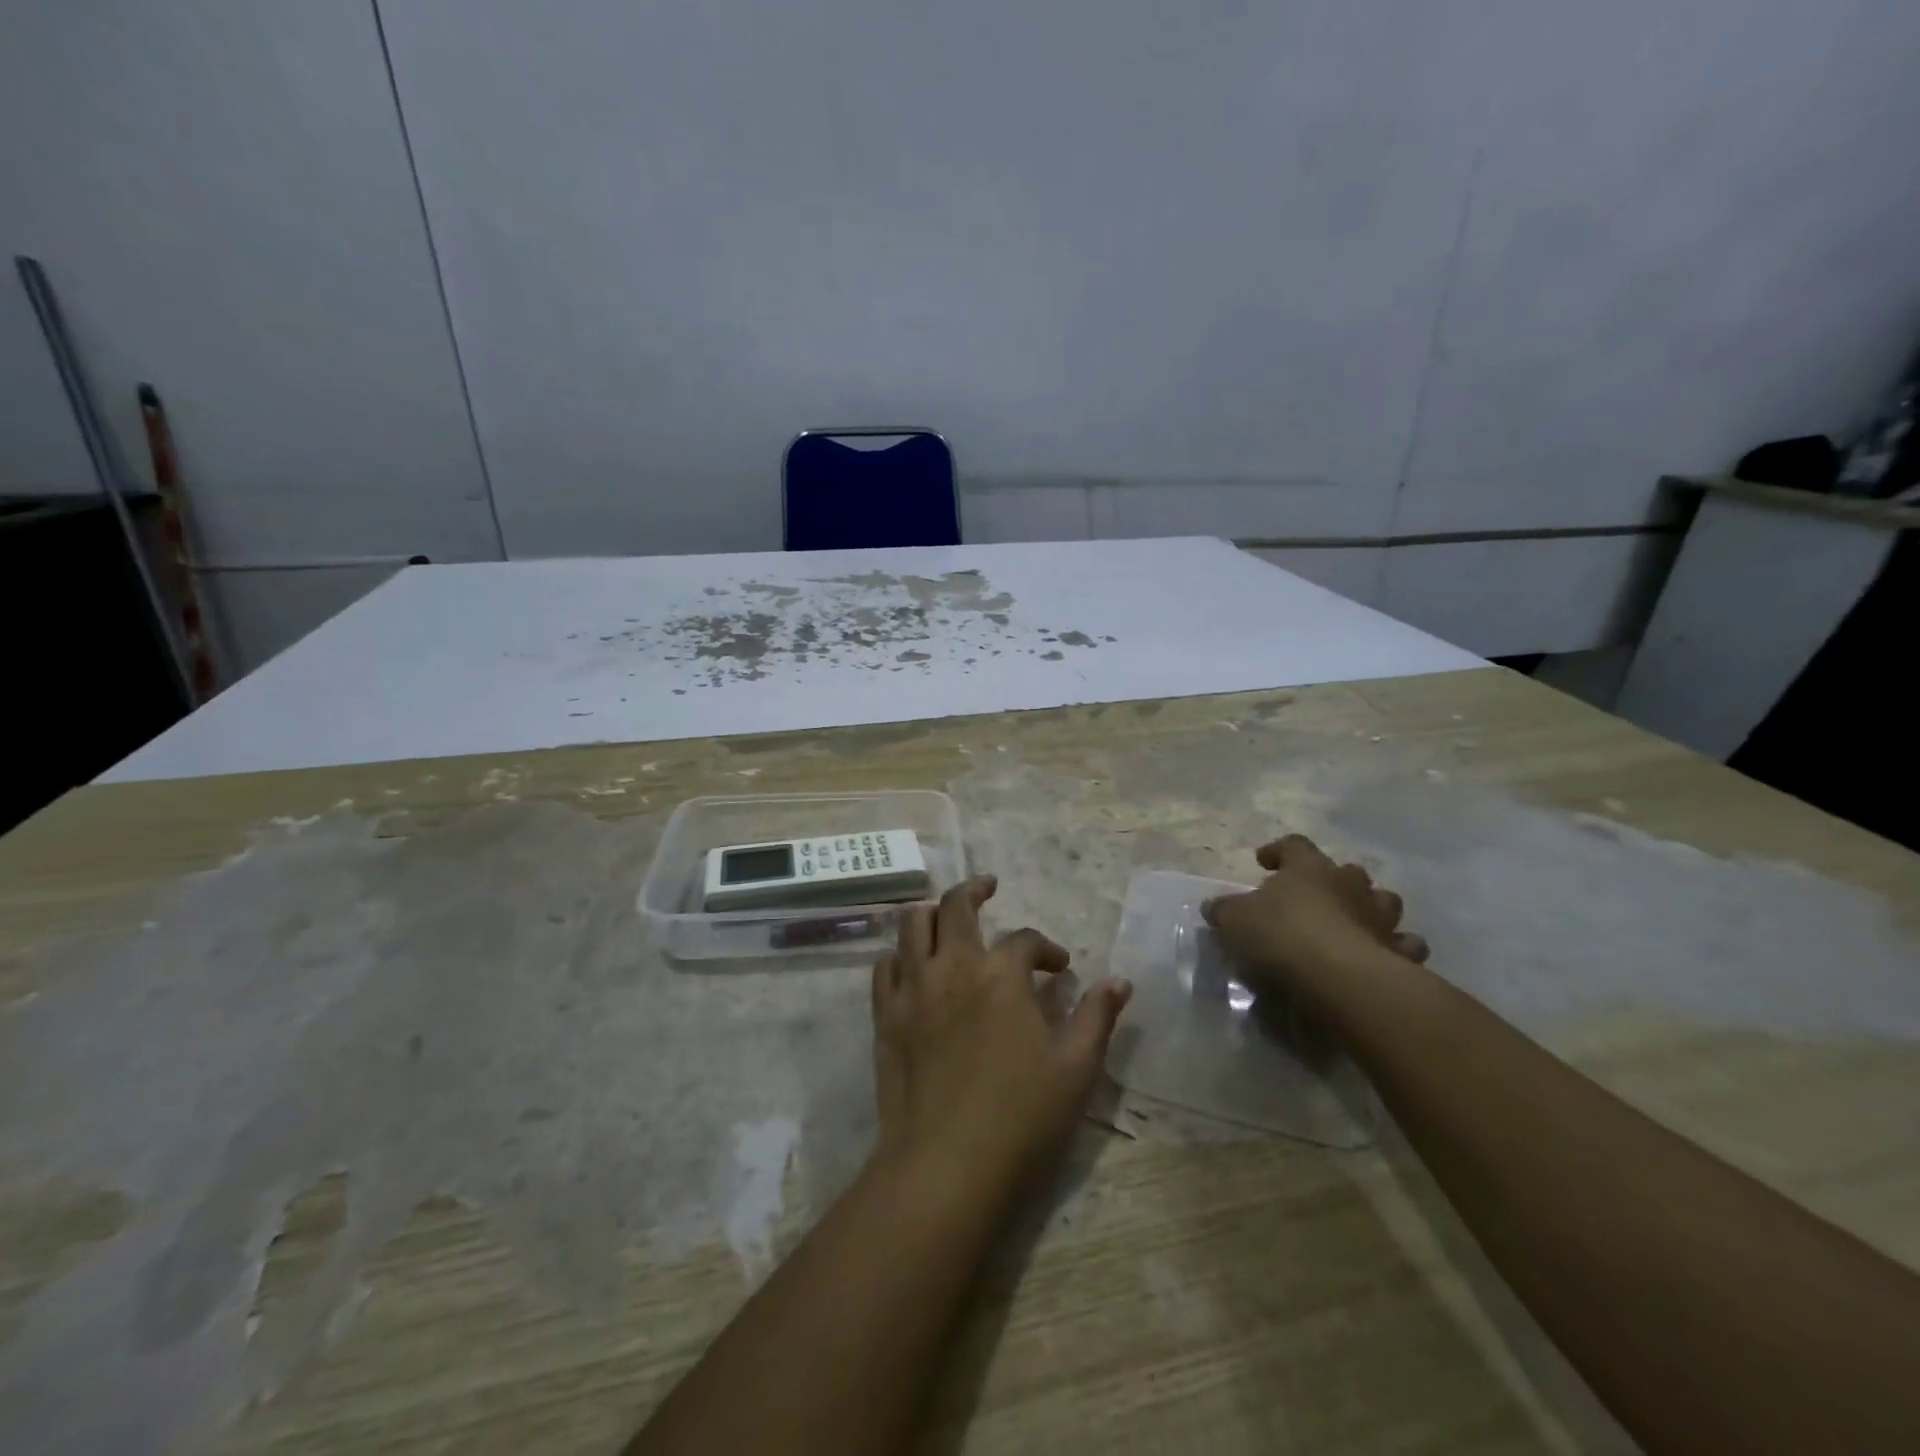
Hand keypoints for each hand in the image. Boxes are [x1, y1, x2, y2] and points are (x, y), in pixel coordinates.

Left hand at [870, 876, 1131, 1190]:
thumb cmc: (1020, 1117)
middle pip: (956, 905)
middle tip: (989, 887)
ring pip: (912, 924)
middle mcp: (952, 967)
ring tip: (947, 917)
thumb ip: (1097, 1017)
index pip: (1024, 939)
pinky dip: (900, 956)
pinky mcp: (885, 1016)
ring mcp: (912, 989)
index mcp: (1000, 975)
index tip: (1060, 968)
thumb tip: (1120, 981)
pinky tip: (913, 966)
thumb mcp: (1076, 1068)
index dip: (1046, 948)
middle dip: (976, 889)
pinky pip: (885, 966)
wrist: (945, 1165)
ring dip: (932, 912)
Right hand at [1203, 835, 1428, 1016]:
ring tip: (1354, 924)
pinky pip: (1405, 944)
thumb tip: (1215, 907)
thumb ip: (1224, 911)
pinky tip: (1384, 957)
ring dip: (1370, 909)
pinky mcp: (1400, 953)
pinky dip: (1396, 948)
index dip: (1278, 850)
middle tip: (1313, 897)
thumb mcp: (1234, 920)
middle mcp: (1350, 884)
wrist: (1341, 978)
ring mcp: (1381, 917)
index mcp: (1309, 868)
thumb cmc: (1282, 936)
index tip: (1264, 862)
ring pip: (1384, 901)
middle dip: (1332, 880)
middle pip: (1347, 871)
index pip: (1294, 845)